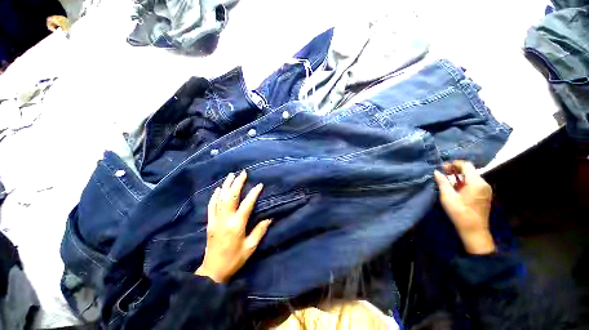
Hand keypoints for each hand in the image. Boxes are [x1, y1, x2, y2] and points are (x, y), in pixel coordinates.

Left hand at [195, 171, 271, 282]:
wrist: (213, 271)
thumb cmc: (234, 259)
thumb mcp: (250, 247)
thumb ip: (260, 231)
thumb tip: (269, 218)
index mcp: (237, 225)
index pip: (247, 204)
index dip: (254, 193)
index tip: (259, 184)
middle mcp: (225, 219)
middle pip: (231, 197)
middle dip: (237, 183)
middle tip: (243, 173)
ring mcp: (215, 220)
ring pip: (220, 198)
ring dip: (226, 185)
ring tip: (231, 175)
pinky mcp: (209, 222)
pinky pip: (211, 205)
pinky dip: (215, 195)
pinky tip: (218, 188)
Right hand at [434, 161, 495, 254]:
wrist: (474, 230)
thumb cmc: (460, 213)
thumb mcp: (448, 197)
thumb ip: (442, 182)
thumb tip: (437, 172)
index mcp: (476, 182)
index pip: (466, 165)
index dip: (454, 164)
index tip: (442, 167)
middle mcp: (484, 184)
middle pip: (470, 170)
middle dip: (455, 169)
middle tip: (442, 173)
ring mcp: (485, 190)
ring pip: (471, 176)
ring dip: (459, 176)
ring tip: (446, 180)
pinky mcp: (484, 195)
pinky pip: (474, 183)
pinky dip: (464, 182)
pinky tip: (455, 187)